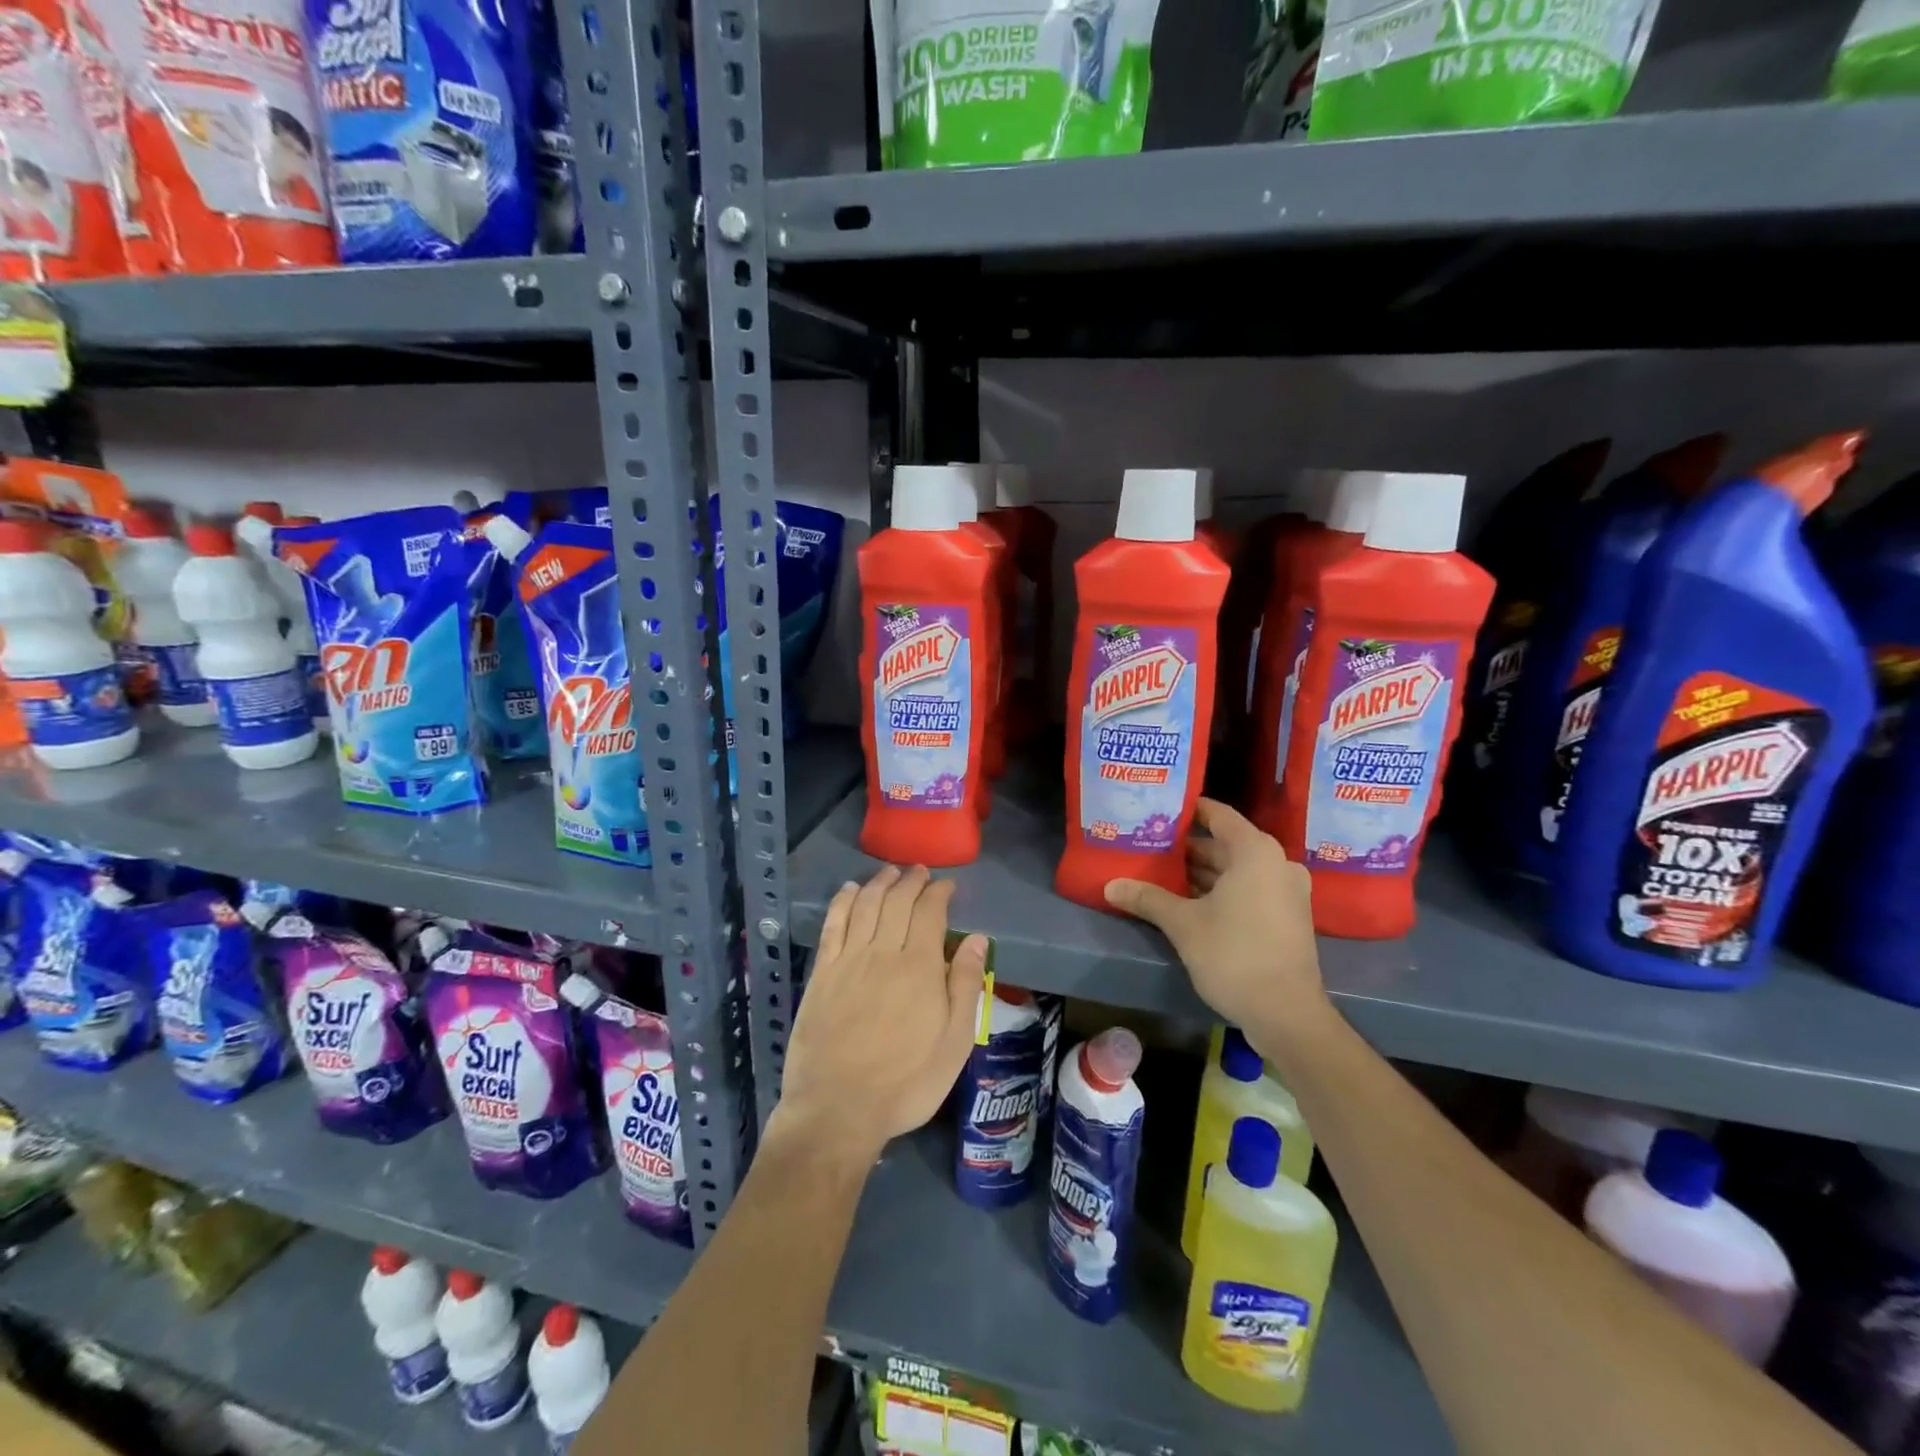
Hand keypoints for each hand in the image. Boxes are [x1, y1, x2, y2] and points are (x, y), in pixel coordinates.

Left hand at [775, 865, 987, 1163]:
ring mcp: (848, 960)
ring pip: (865, 905)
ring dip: (879, 883)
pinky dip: (842, 902)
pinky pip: (833, 925)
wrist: (838, 1110)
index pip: (930, 912)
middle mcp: (883, 952)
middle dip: (911, 881)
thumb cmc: (906, 1082)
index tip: (947, 885)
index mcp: (920, 967)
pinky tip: (849, 890)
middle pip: (897, 901)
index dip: (939, 892)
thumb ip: (966, 986)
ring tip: (890, 872)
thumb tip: (977, 939)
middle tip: (920, 872)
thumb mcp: (954, 1043)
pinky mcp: (822, 973)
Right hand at [1104, 799, 1331, 1042]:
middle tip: (1151, 846)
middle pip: (1226, 844)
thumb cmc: (1234, 955)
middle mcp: (1276, 863)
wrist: (1286, 1014)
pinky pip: (1250, 890)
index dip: (1189, 810)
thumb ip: (1148, 898)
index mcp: (1255, 852)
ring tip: (1162, 874)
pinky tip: (1188, 902)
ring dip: (1203, 873)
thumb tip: (1110, 885)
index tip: (1160, 809)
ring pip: (1238, 870)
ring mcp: (1286, 892)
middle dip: (1189, 848)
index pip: (1218, 815)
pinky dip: (1222, 891)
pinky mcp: (1288, 917)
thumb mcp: (1183, 924)